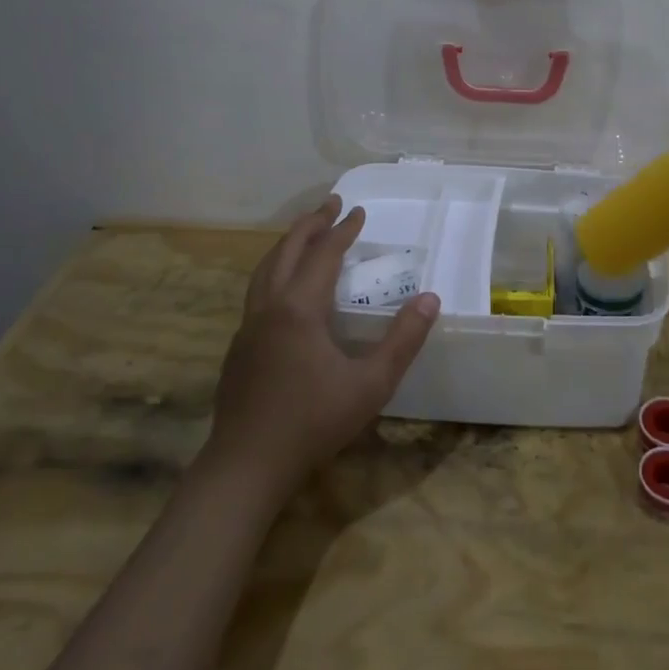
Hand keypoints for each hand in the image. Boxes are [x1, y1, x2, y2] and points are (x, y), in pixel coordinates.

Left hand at [203, 197, 438, 498]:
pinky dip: (274, 271)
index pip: (324, 255)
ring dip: (288, 245)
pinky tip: (285, 289)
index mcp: (299, 309)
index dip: (343, 231)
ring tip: (305, 234)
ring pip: (265, 270)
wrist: (246, 466)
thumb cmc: (313, 422)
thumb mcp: (371, 384)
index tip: (358, 211)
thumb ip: (403, 340)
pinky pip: (257, 292)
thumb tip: (430, 299)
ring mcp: (248, 328)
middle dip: (310, 224)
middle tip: (330, 203)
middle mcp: (269, 308)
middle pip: (287, 252)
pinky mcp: (238, 348)